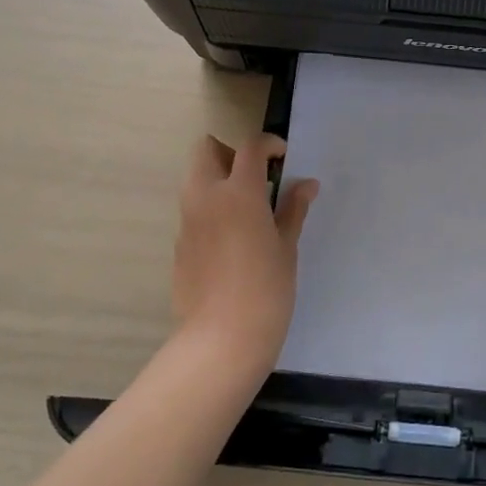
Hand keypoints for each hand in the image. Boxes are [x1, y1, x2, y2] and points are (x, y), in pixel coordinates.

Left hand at [172, 134, 318, 372]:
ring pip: (196, 181)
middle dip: (230, 154)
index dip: (269, 145)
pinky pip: (193, 213)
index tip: (283, 158)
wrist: (222, 340)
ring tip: (247, 211)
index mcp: (238, 192)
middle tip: (256, 179)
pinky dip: (211, 212)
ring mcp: (187, 222)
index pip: (250, 147)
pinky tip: (232, 243)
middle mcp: (206, 198)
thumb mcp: (287, 246)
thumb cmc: (266, 289)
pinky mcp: (179, 246)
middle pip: (206, 151)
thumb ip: (293, 209)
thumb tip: (306, 184)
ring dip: (218, 181)